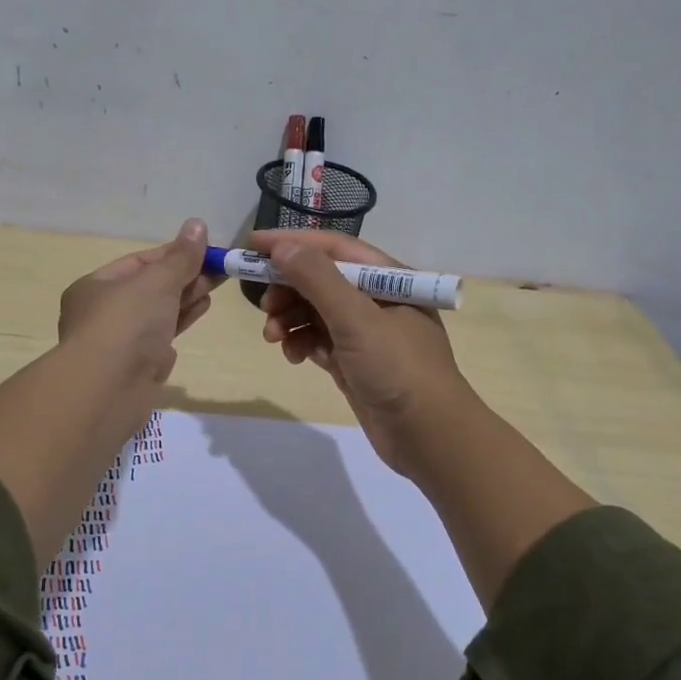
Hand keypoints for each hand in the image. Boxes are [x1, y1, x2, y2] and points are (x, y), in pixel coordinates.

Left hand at [58, 218, 213, 389]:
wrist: (108, 390)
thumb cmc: (126, 324)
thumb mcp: (157, 281)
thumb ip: (181, 257)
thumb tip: (197, 224)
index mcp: (95, 286)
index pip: (138, 262)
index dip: (173, 254)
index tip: (205, 249)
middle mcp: (102, 312)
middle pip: (149, 287)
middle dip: (184, 276)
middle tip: (219, 267)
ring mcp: (120, 342)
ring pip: (158, 312)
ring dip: (186, 297)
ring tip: (216, 284)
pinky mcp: (137, 367)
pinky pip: (162, 336)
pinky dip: (181, 321)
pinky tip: (201, 309)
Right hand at [249, 230, 472, 477]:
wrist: (428, 436)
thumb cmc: (397, 368)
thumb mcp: (356, 318)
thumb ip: (317, 279)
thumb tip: (282, 247)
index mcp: (388, 278)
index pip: (333, 248)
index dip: (292, 243)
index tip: (252, 245)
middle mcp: (377, 300)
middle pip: (321, 280)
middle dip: (288, 289)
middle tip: (263, 305)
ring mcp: (366, 333)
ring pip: (316, 312)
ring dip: (290, 319)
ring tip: (273, 337)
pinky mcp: (355, 362)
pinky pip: (319, 340)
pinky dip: (302, 343)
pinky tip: (294, 356)